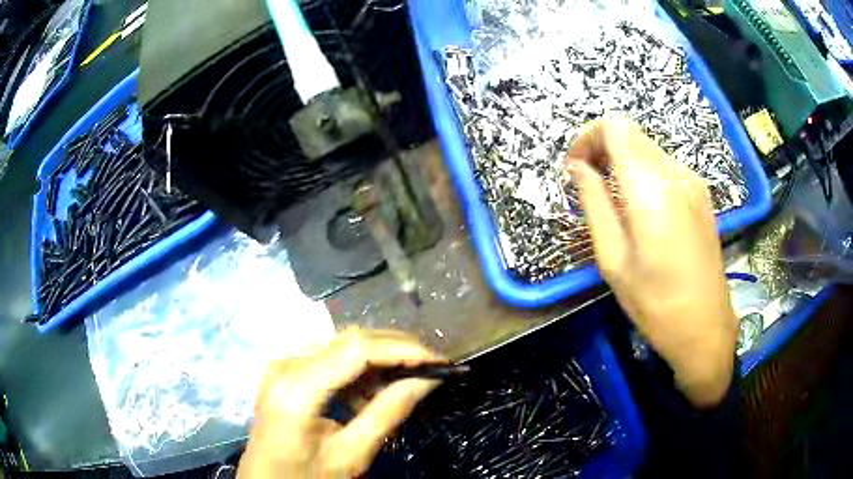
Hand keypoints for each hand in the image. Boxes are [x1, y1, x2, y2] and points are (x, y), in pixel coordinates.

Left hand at [239, 327, 441, 477]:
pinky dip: (358, 370)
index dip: (403, 349)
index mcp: (297, 388)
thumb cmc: (306, 478)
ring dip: (379, 360)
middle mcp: (286, 364)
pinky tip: (371, 394)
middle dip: (396, 349)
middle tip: (432, 368)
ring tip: (406, 383)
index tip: (440, 361)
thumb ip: (388, 414)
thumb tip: (428, 379)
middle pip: (350, 339)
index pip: (357, 349)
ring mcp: (283, 364)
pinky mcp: (286, 370)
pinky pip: (330, 358)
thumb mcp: (351, 455)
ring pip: (342, 345)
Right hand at [566, 118, 737, 407]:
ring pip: (648, 148)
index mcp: (651, 188)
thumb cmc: (655, 302)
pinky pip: (664, 166)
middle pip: (631, 133)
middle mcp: (675, 173)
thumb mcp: (613, 259)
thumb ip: (594, 203)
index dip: (588, 137)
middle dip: (602, 147)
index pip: (615, 127)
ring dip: (623, 161)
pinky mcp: (701, 194)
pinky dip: (643, 173)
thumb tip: (577, 167)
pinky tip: (640, 209)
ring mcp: (693, 181)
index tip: (575, 167)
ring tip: (611, 199)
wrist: (706, 326)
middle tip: (587, 183)